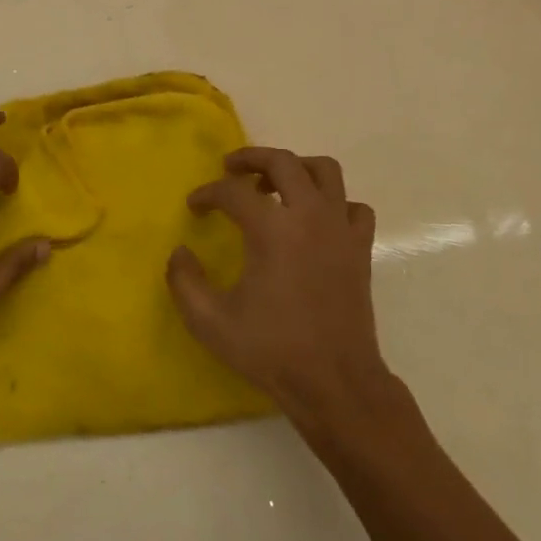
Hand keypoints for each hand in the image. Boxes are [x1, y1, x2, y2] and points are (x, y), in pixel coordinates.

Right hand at [167, 146, 387, 424]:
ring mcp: (340, 229)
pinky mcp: (360, 248)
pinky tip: (316, 220)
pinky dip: (333, 202)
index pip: (233, 191)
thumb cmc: (271, 349)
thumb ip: (184, 280)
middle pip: (283, 162)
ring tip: (275, 183)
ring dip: (297, 168)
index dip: (208, 193)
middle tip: (231, 169)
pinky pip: (352, 206)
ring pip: (325, 171)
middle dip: (252, 158)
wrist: (335, 382)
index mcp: (271, 229)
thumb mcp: (209, 320)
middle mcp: (309, 215)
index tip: (194, 205)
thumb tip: (180, 252)